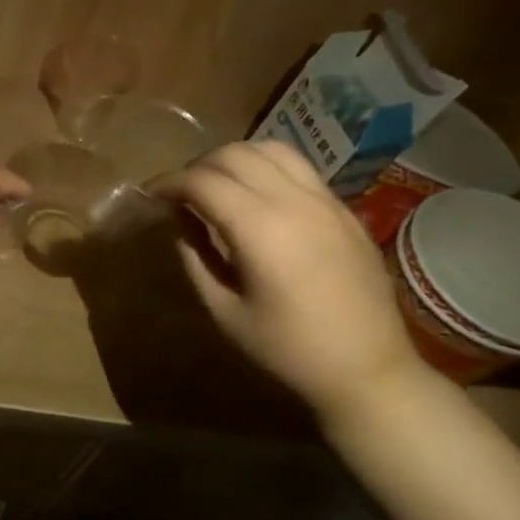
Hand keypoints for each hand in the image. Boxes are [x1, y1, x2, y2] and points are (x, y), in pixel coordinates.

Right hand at [149, 140, 432, 423]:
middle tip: (181, 192)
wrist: (369, 370)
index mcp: (260, 229)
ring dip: (235, 159)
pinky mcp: (344, 209)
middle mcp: (293, 201)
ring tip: (218, 184)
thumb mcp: (224, 311)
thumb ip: (195, 258)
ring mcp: (324, 201)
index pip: (202, 182)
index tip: (150, 194)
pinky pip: (299, 168)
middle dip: (198, 166)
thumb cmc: (288, 349)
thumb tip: (180, 221)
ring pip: (271, 149)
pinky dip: (267, 167)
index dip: (169, 183)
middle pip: (234, 155)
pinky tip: (256, 195)